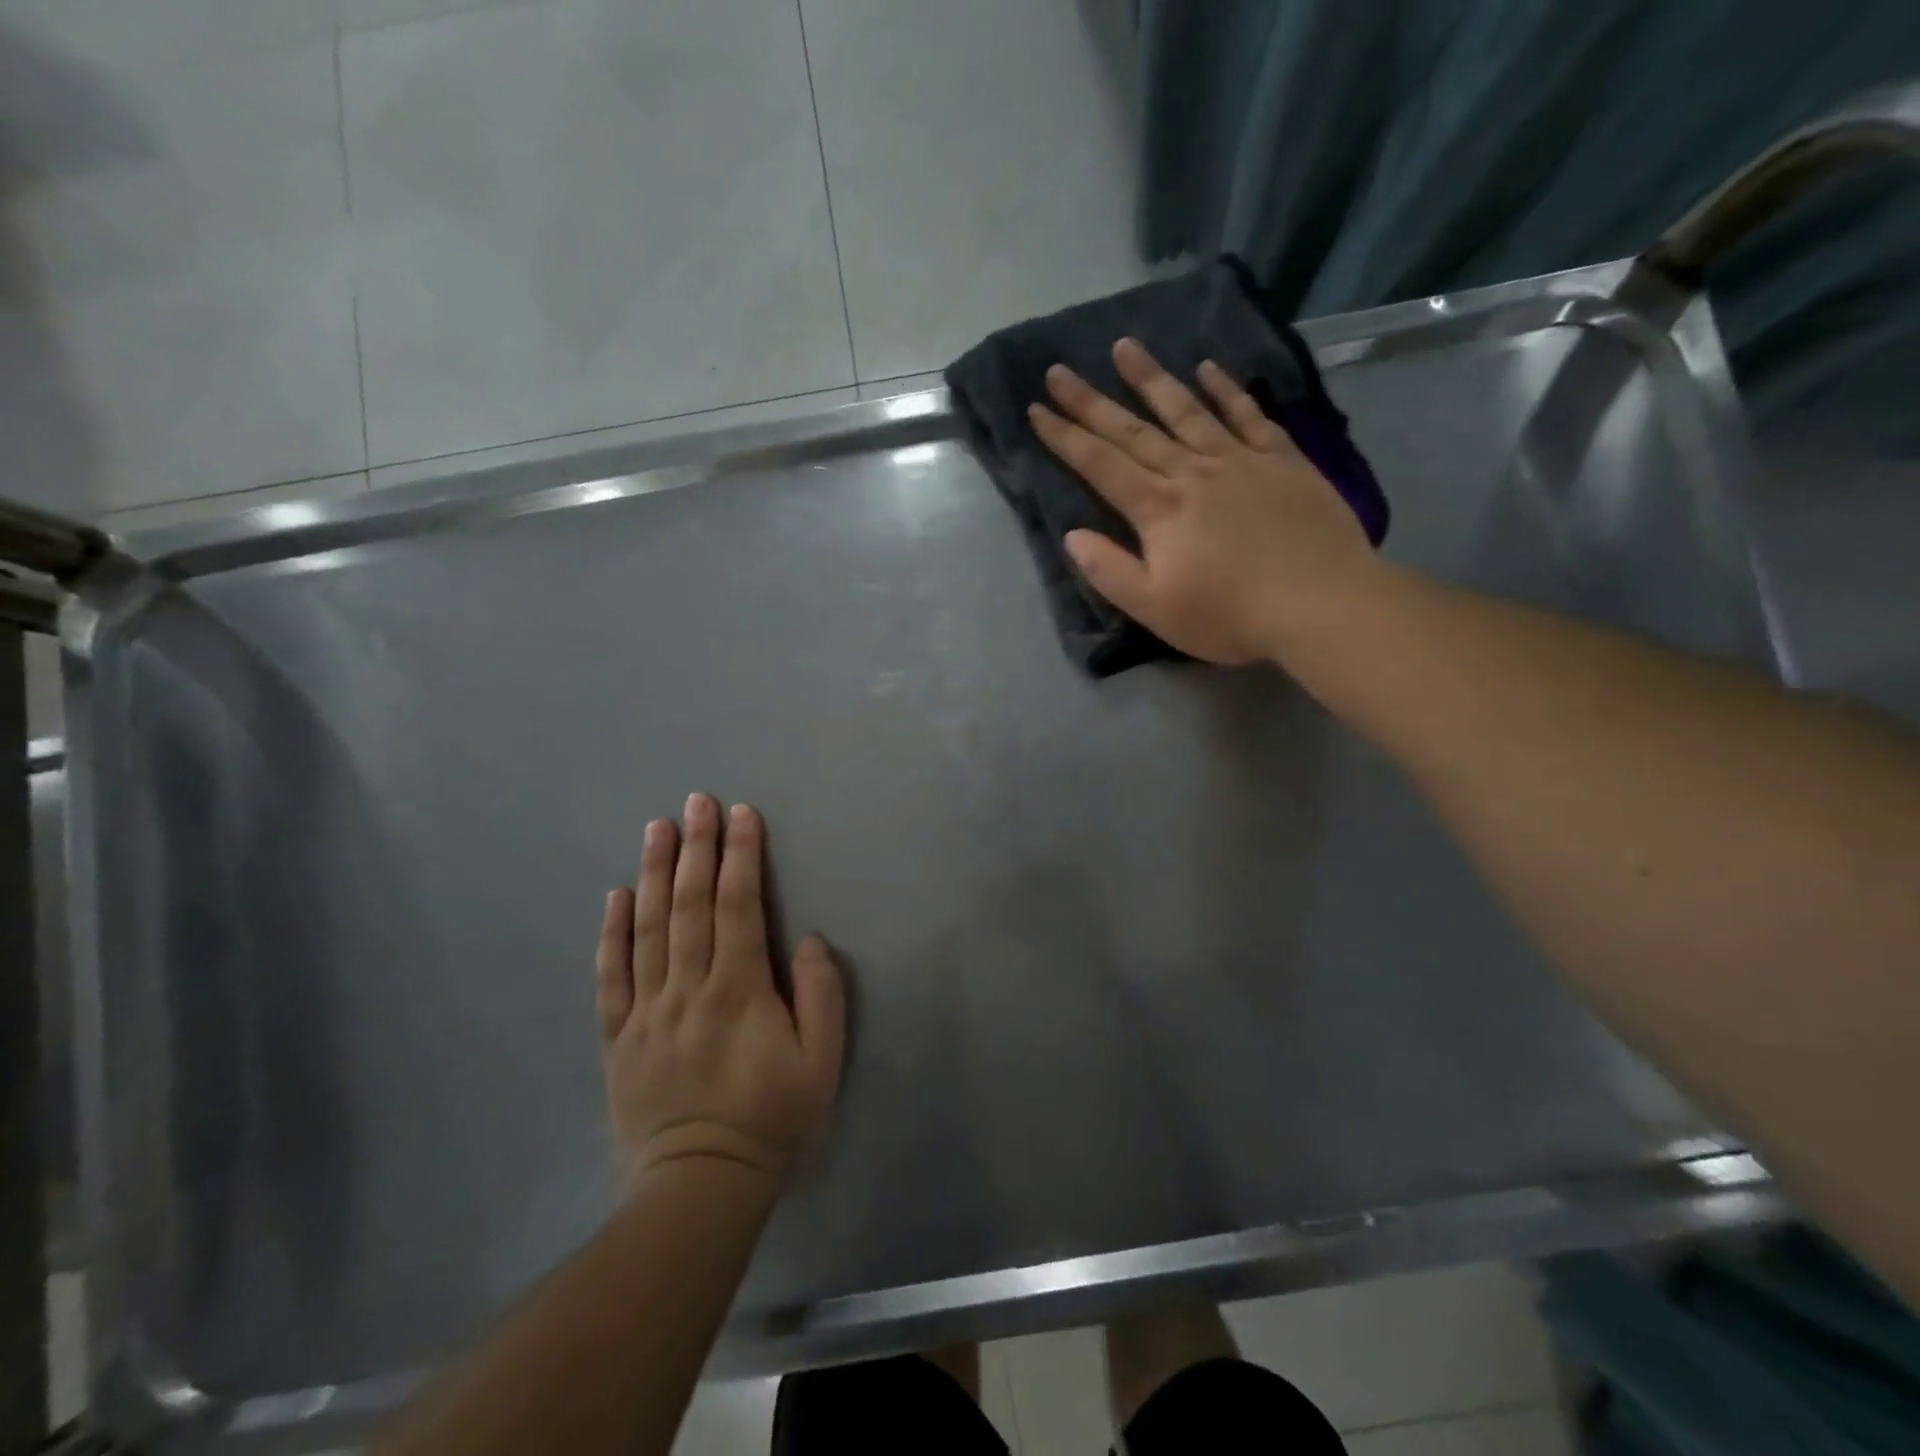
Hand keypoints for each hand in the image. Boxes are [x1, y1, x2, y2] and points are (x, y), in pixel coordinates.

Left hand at [596, 794, 844, 1189]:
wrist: (700, 1189)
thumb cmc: (772, 1121)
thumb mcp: (821, 1063)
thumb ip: (820, 995)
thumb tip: (804, 939)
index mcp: (738, 990)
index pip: (738, 907)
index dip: (741, 856)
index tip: (742, 814)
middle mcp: (687, 988)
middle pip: (690, 905)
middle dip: (697, 848)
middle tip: (697, 801)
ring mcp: (647, 1011)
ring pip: (648, 929)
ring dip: (655, 873)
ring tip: (657, 828)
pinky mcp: (619, 1038)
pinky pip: (612, 977)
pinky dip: (612, 933)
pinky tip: (616, 897)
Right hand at [1028, 338, 1380, 664]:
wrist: (1321, 604)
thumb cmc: (1229, 616)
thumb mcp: (1155, 609)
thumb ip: (1109, 571)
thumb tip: (1072, 536)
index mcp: (1158, 510)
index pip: (1100, 465)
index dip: (1065, 438)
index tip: (1036, 410)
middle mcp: (1192, 472)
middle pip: (1133, 431)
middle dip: (1092, 401)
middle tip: (1060, 369)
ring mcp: (1239, 460)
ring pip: (1186, 410)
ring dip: (1151, 378)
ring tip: (1124, 346)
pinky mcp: (1281, 460)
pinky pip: (1248, 415)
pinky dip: (1226, 390)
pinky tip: (1209, 368)